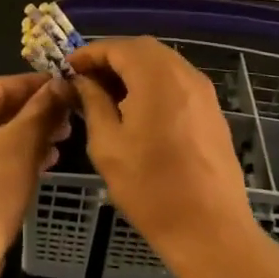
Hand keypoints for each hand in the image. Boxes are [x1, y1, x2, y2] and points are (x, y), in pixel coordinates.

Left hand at [0, 71, 71, 277]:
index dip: (36, 86)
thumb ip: (42, 109)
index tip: (66, 88)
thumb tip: (60, 83)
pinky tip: (35, 168)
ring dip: (23, 139)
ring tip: (57, 147)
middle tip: (67, 123)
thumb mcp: (22, 144)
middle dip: (32, 116)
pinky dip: (5, 159)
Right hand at [68, 38, 256, 261]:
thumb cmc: (150, 188)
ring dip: (132, 70)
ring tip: (106, 95)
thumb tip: (82, 81)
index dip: (89, 53)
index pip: (117, 47)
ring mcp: (203, 91)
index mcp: (157, 77)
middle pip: (142, 49)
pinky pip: (177, 82)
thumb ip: (93, 102)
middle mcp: (184, 74)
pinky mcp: (212, 110)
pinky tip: (136, 110)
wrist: (210, 230)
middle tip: (85, 80)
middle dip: (111, 58)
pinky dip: (152, 84)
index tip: (66, 69)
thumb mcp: (107, 144)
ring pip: (161, 63)